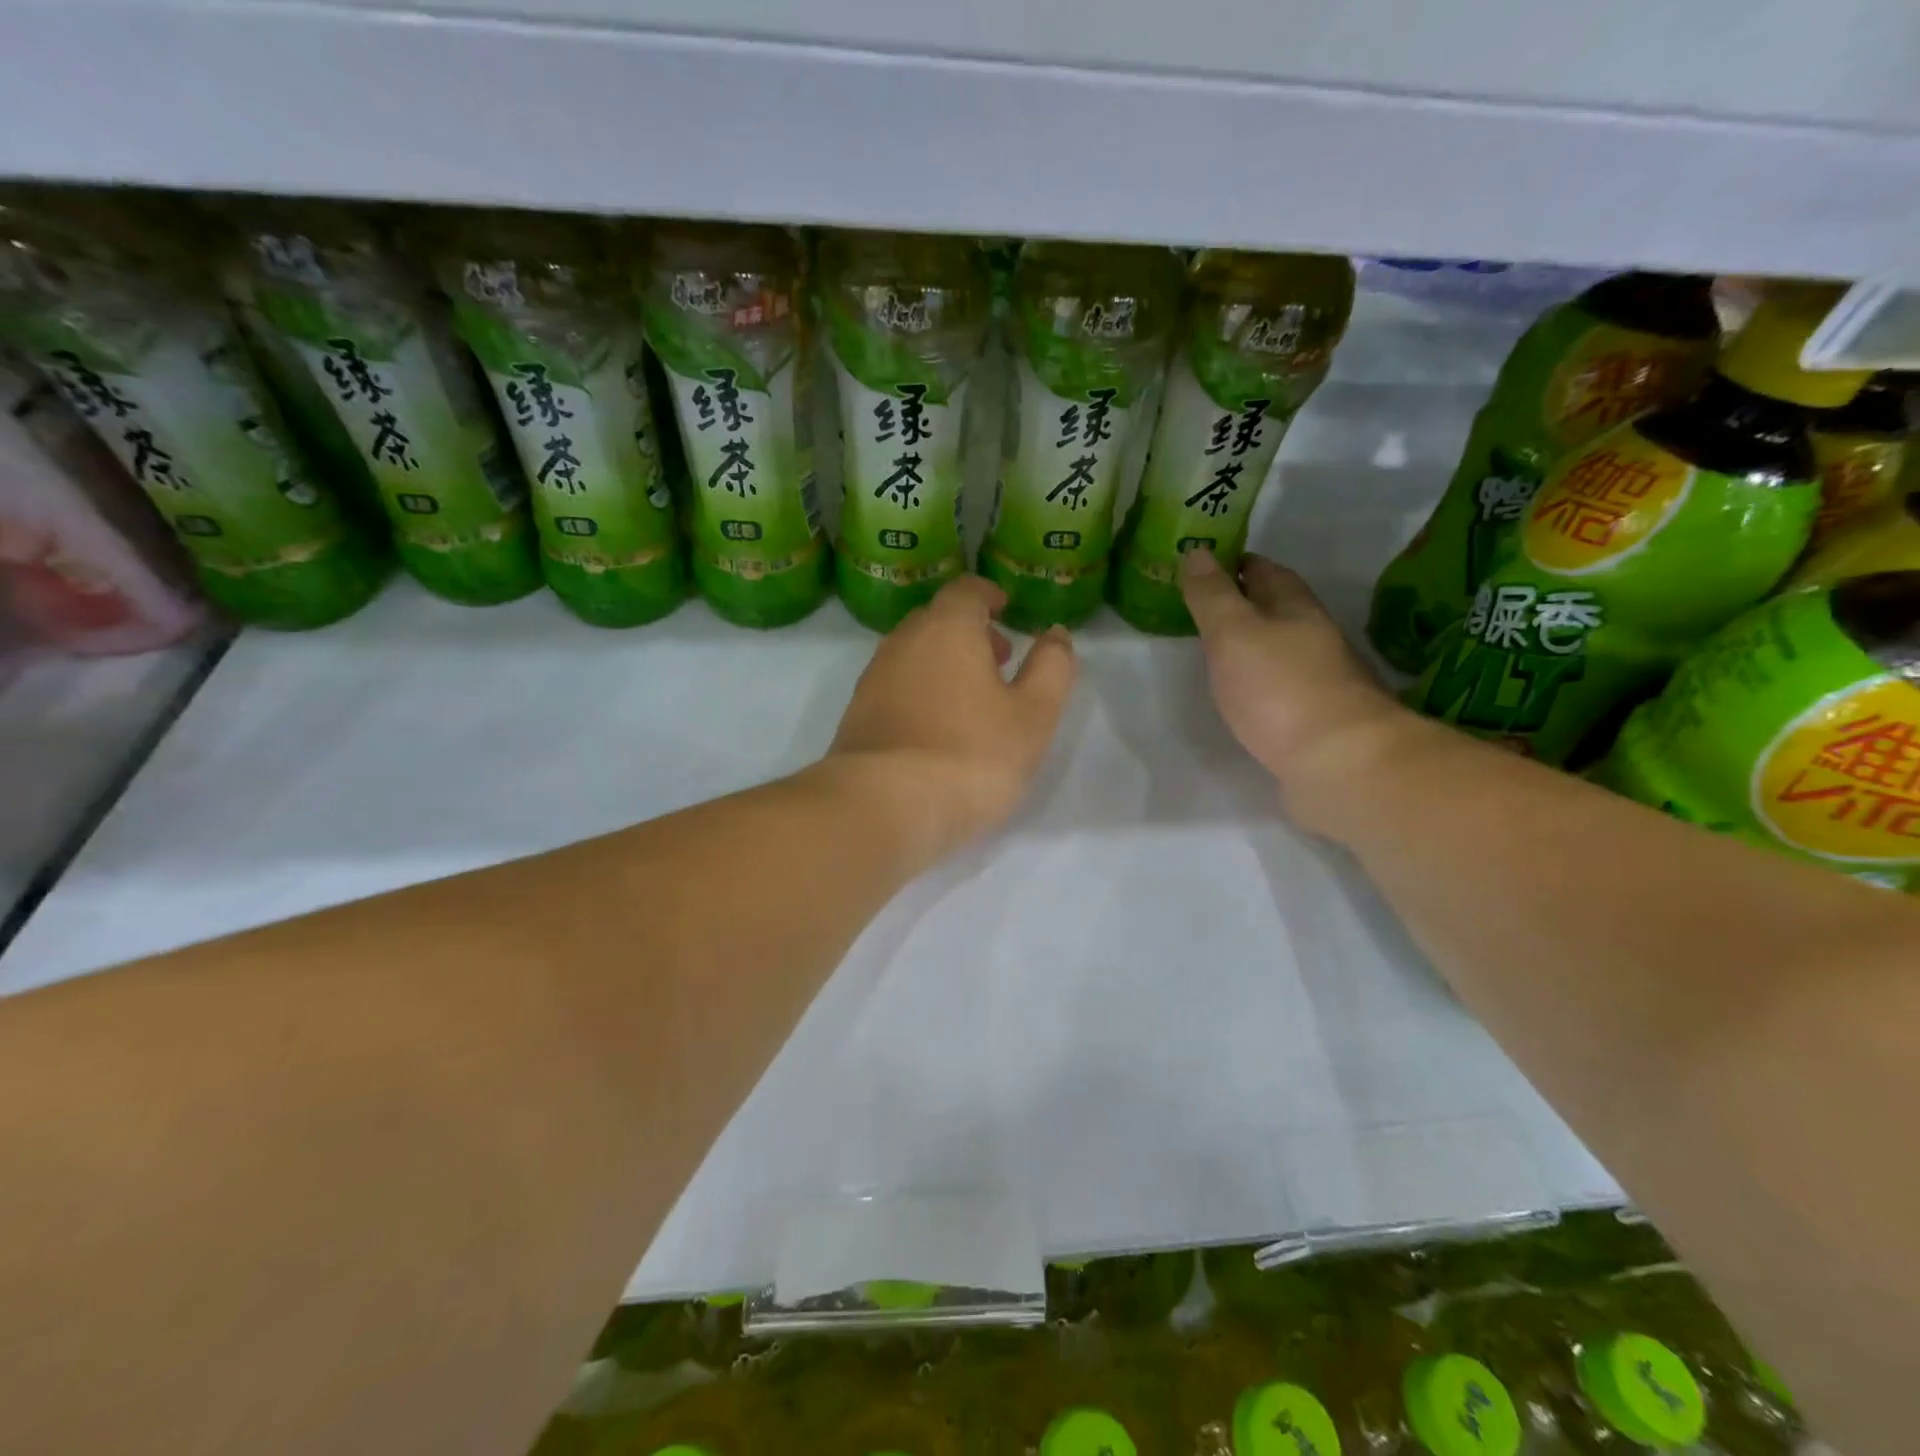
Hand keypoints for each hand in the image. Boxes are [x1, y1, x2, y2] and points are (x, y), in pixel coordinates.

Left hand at [826, 575, 1076, 860]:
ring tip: (971, 700)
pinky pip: (894, 686)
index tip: (1006, 609)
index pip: (966, 590)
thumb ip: (1051, 668)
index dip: (989, 595)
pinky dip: (919, 691)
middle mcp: (903, 642)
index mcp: (947, 628)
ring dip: (943, 662)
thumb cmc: (971, 755)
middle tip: (998, 661)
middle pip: (936, 619)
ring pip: (913, 654)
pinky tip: (936, 728)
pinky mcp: (857, 715)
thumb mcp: (1033, 715)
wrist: (882, 807)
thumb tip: (1055, 634)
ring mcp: (873, 678)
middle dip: (969, 631)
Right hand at [1181, 550, 1416, 828]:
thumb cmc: (1280, 690)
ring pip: (1284, 649)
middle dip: (1248, 602)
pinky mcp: (1319, 720)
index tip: (1210, 564)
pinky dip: (1264, 682)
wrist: (1340, 764)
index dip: (1239, 565)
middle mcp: (1315, 639)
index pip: (1267, 573)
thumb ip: (1212, 596)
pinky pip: (1285, 688)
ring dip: (1257, 644)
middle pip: (1280, 609)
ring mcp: (1322, 681)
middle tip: (1208, 606)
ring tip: (1221, 649)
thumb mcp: (1233, 634)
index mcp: (1296, 610)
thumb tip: (1197, 551)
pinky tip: (1248, 695)